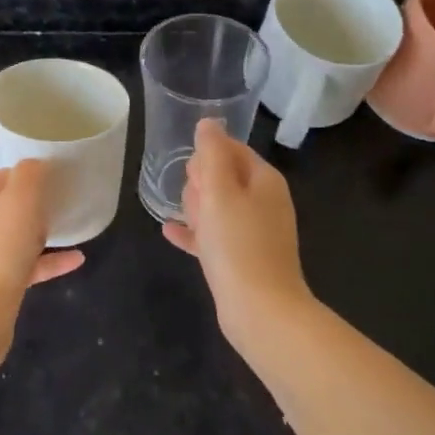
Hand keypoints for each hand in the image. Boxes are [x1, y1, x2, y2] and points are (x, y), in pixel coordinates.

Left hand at [0, 159, 84, 337]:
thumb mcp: (20, 199)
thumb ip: (31, 174)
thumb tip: (37, 166)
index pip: (4, 176)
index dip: (32, 176)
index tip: (59, 181)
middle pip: (9, 206)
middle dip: (37, 205)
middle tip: (65, 205)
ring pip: (15, 237)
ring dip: (43, 234)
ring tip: (71, 230)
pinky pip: (23, 266)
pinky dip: (47, 261)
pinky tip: (76, 260)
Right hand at [162, 119, 312, 352]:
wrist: (260, 311)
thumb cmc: (237, 244)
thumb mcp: (219, 191)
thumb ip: (211, 153)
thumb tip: (208, 122)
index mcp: (264, 180)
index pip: (232, 149)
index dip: (207, 156)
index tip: (192, 173)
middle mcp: (264, 202)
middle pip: (223, 177)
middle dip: (201, 184)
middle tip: (193, 203)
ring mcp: (255, 232)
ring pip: (217, 207)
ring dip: (196, 208)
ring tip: (182, 218)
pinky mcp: (243, 259)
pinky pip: (213, 236)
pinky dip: (195, 232)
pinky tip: (170, 232)